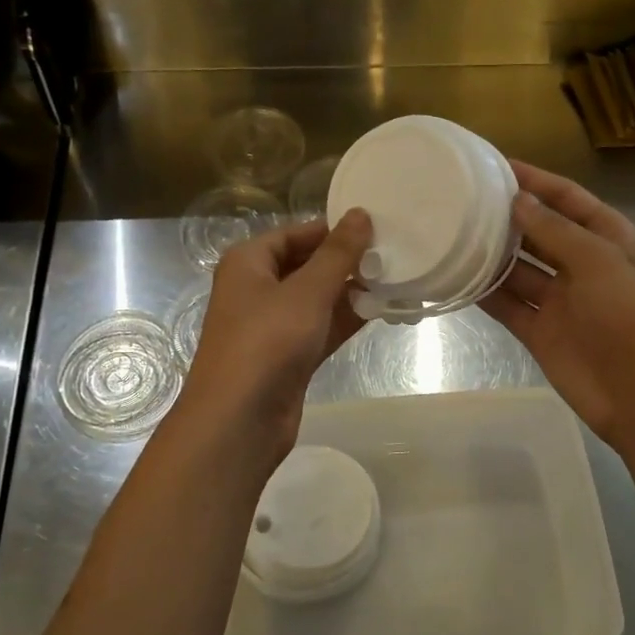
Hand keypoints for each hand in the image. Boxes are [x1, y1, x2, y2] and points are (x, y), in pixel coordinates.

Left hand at [180, 208, 372, 464]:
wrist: (239, 420)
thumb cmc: (267, 342)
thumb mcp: (307, 292)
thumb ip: (337, 254)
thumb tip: (360, 214)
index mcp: (248, 263)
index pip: (294, 234)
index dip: (331, 229)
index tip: (374, 227)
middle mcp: (257, 289)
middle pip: (305, 265)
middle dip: (345, 261)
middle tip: (391, 253)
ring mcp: (272, 325)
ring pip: (316, 299)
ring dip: (350, 291)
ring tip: (394, 278)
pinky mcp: (288, 356)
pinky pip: (321, 327)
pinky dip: (345, 319)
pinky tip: (380, 310)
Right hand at [483, 162, 634, 457]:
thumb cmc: (629, 318)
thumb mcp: (597, 261)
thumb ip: (554, 230)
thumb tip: (517, 202)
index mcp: (608, 238)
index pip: (567, 198)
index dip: (535, 180)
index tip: (494, 165)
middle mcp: (582, 264)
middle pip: (539, 231)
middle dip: (507, 216)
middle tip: (462, 198)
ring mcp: (560, 300)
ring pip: (519, 269)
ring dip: (492, 254)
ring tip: (451, 232)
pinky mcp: (540, 331)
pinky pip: (508, 305)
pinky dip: (485, 293)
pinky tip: (456, 277)